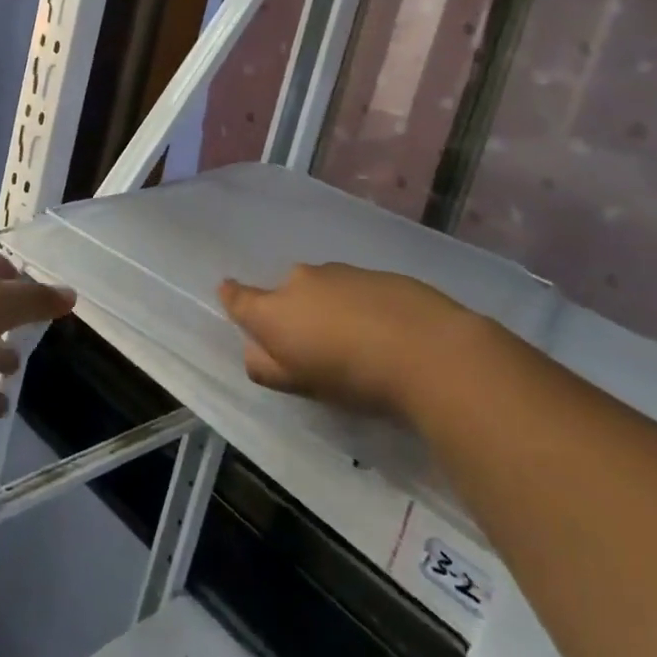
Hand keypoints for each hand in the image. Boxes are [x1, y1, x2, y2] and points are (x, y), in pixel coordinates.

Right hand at [218, 263, 484, 417]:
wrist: (427, 348)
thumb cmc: (353, 376)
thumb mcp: (301, 385)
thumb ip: (268, 367)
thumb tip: (255, 350)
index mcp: (274, 310)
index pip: (239, 298)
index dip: (232, 297)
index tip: (228, 293)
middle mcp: (300, 281)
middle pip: (285, 294)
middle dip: (292, 313)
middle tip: (314, 347)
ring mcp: (340, 272)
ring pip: (321, 289)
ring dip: (328, 308)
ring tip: (355, 343)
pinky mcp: (376, 273)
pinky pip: (354, 289)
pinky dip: (358, 305)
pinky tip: (383, 332)